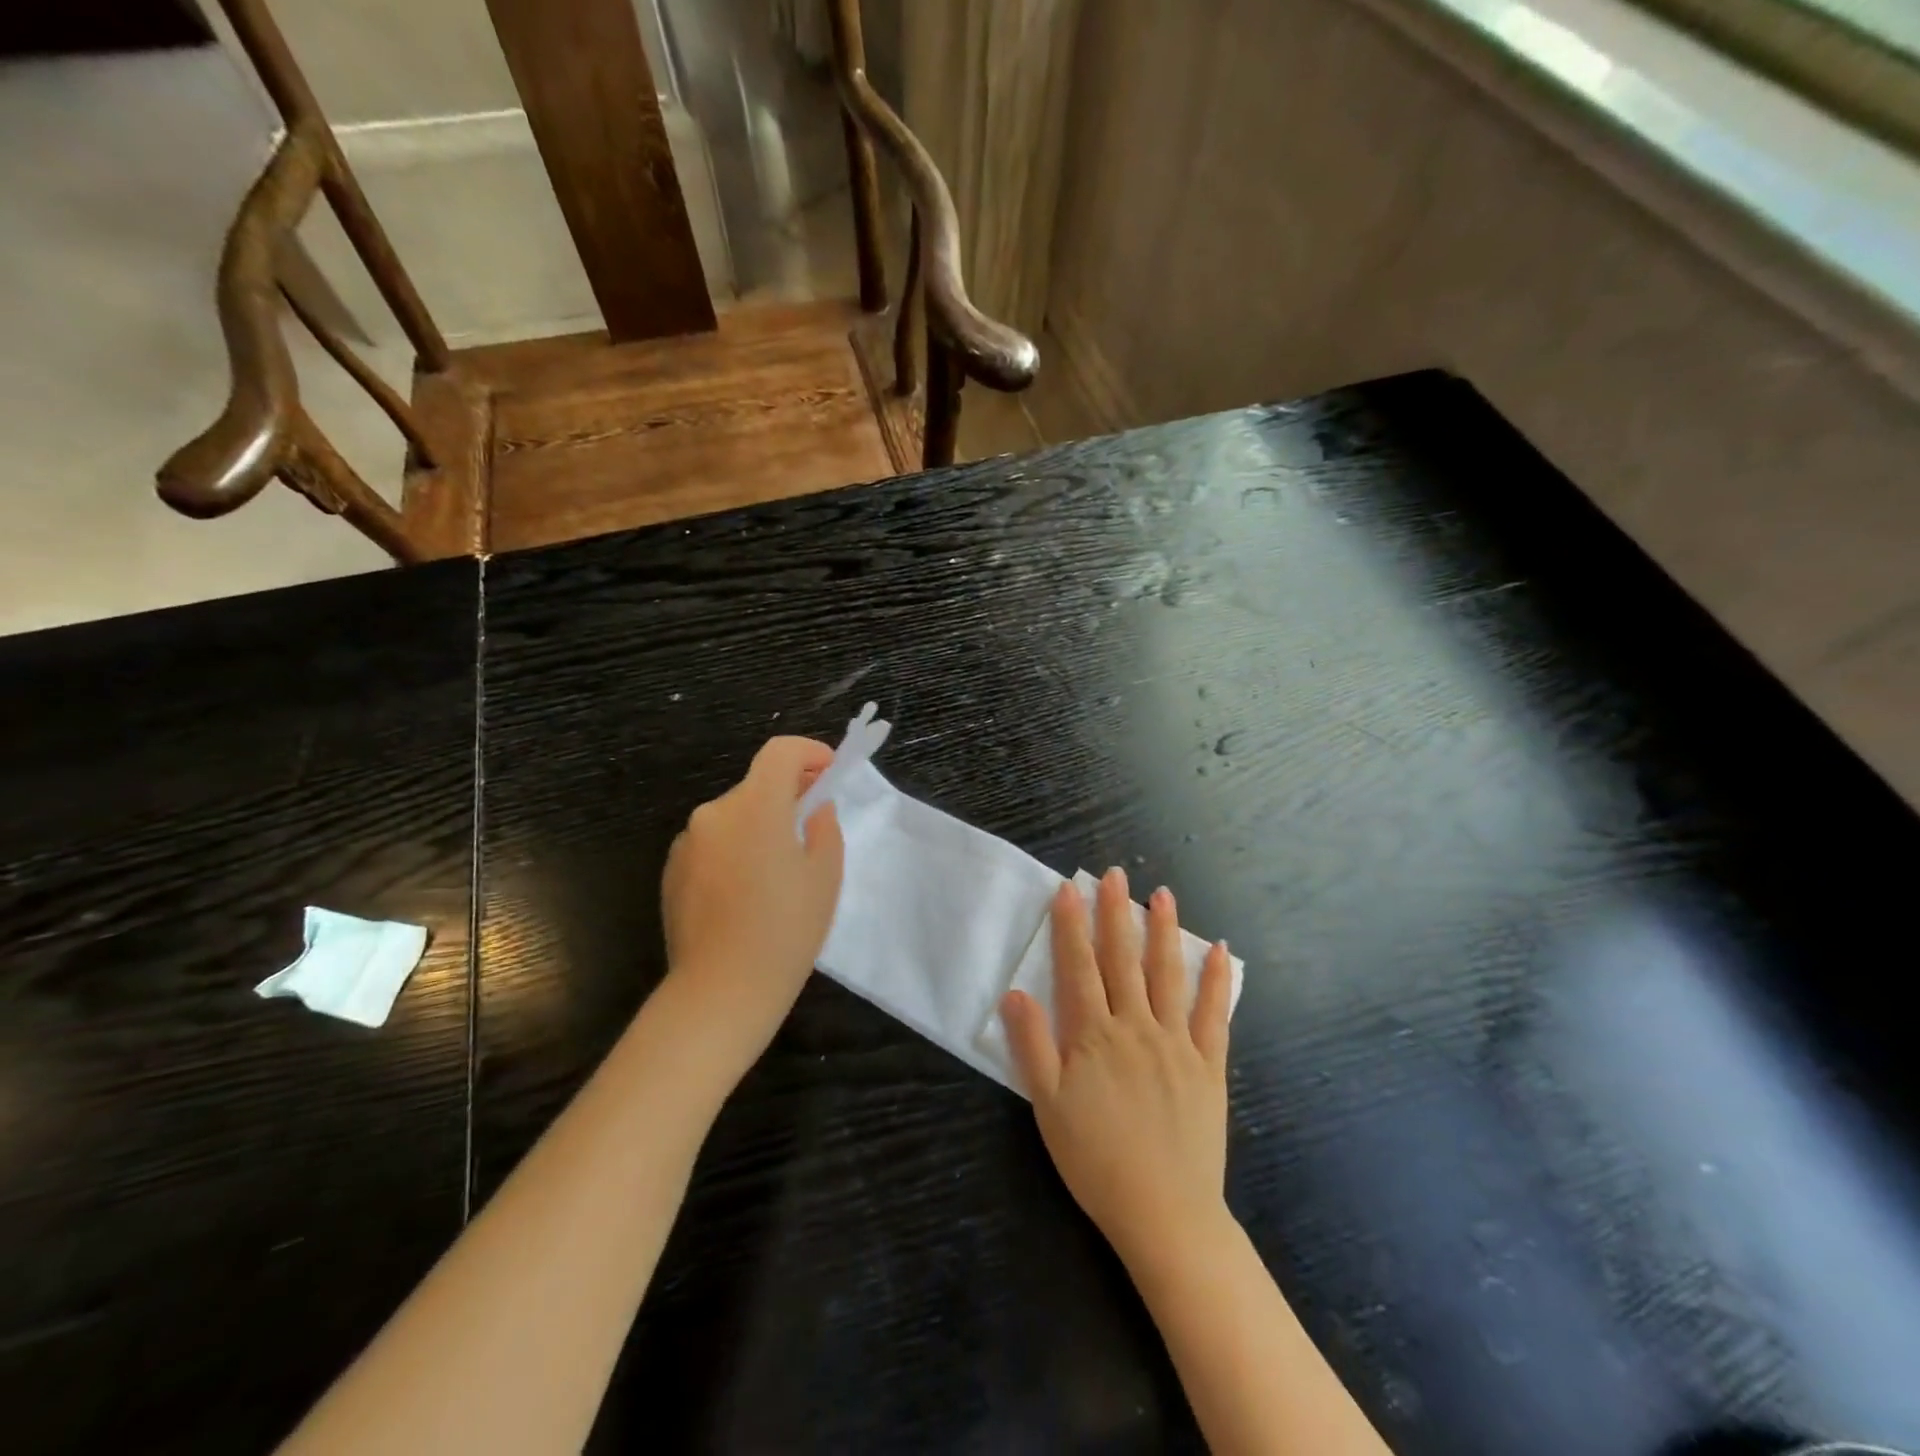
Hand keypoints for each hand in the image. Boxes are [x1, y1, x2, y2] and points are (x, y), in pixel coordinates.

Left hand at [660, 736, 844, 1062]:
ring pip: (734, 817)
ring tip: (779, 871)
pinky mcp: (672, 871)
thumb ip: (823, 826)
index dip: (809, 752)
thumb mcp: (825, 875)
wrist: (721, 991)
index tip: (829, 770)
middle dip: (787, 796)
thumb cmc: (786, 930)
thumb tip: (812, 807)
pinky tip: (746, 893)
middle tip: (812, 827)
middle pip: (757, 786)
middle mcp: (714, 813)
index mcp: (755, 807)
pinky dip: (735, 850)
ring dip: (759, 826)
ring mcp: (688, 842)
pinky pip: (713, 844)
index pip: (780, 752)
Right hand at [1000, 868, 1232, 1267]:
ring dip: (1164, 931)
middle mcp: (1136, 1026)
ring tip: (1162, 894)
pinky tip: (1219, 950)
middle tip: (1117, 874)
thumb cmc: (1096, 1160)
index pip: (1078, 967)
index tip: (1069, 888)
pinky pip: (1213, 1014)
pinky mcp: (1208, 1064)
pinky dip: (1216, 980)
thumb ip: (1032, 1046)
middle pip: (1123, 959)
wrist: (1165, 1213)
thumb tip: (1015, 992)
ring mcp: (1176, 1042)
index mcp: (1094, 1035)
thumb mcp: (1048, 1107)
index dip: (1071, 926)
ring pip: (1167, 974)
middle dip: (1117, 913)